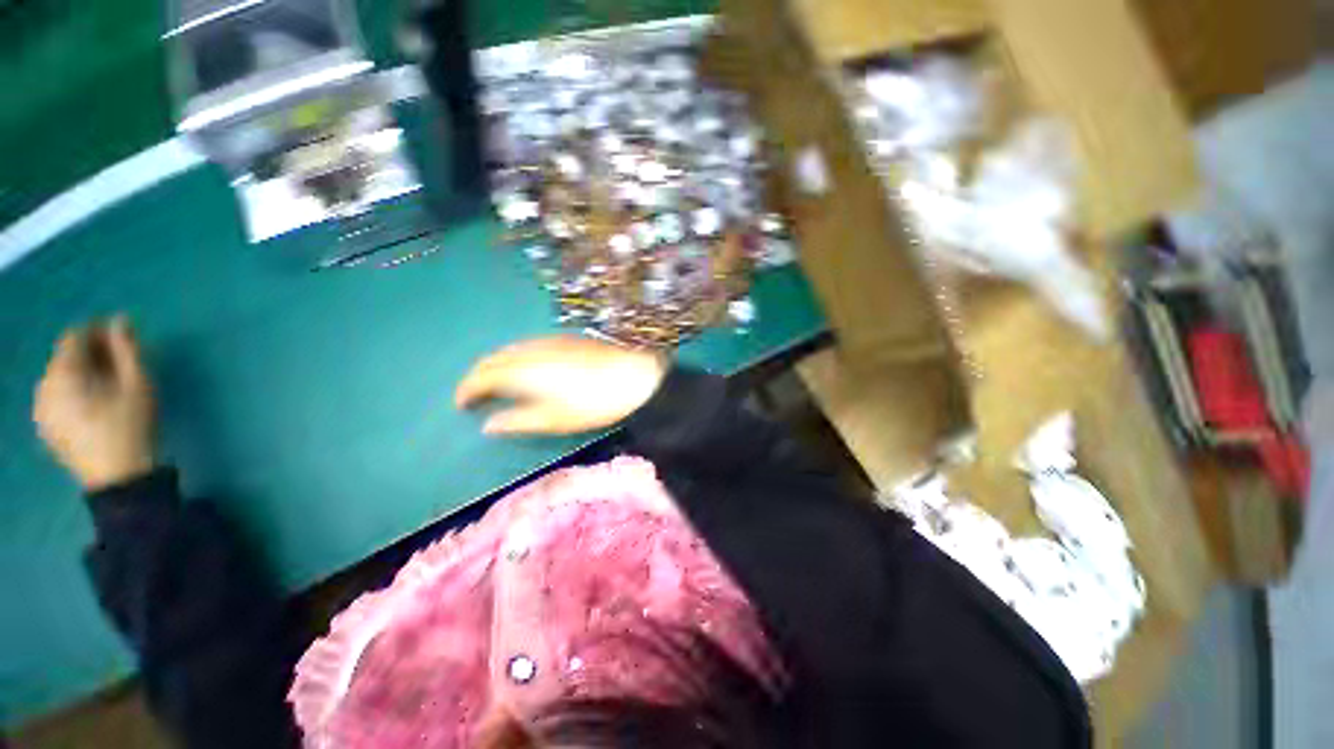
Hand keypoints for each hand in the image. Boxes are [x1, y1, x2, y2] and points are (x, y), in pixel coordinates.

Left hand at [34, 318, 156, 490]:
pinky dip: (75, 391)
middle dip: (91, 354)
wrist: (120, 479)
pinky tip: (94, 403)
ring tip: (110, 383)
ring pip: (61, 378)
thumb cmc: (132, 426)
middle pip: (65, 357)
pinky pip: (58, 397)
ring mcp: (42, 409)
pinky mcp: (47, 426)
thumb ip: (127, 349)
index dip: (98, 331)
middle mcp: (44, 386)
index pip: (75, 336)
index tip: (123, 336)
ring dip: (83, 373)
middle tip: (121, 361)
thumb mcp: (138, 384)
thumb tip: (120, 320)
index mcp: (63, 374)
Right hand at [455, 337, 667, 435]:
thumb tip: (487, 425)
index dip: (466, 390)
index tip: (460, 405)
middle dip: (477, 376)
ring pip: (508, 349)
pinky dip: (514, 356)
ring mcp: (547, 341)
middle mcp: (528, 350)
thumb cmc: (592, 403)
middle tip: (473, 395)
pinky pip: (526, 345)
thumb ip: (517, 421)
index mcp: (521, 371)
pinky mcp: (563, 338)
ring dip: (495, 364)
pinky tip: (524, 367)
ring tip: (495, 383)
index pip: (481, 377)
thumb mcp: (553, 419)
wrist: (632, 376)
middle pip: (491, 359)